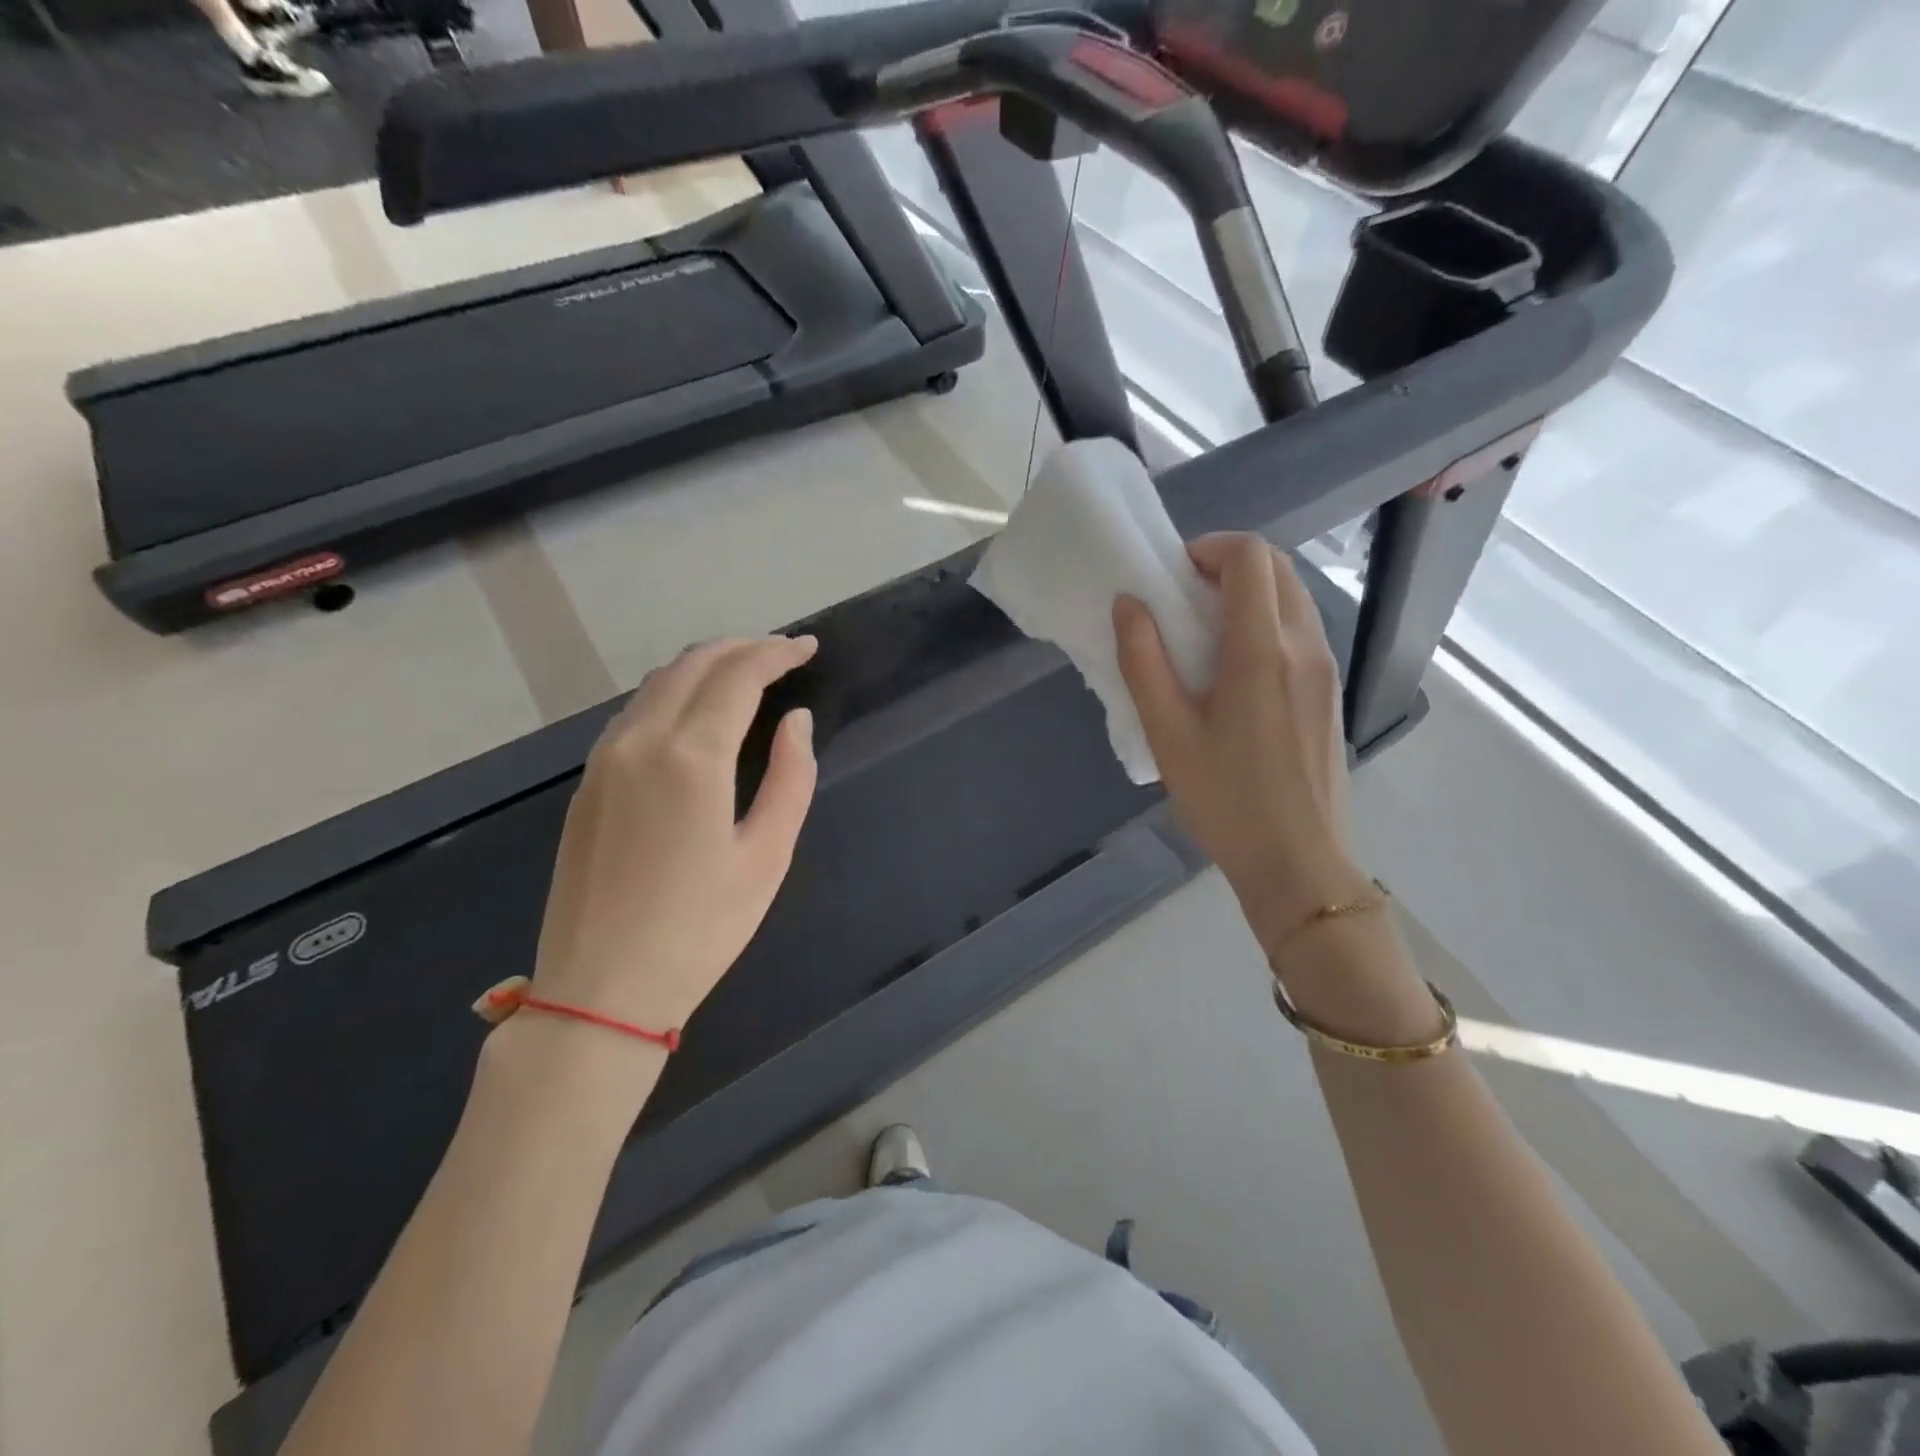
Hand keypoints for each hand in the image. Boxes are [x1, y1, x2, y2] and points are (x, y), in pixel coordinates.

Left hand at [529, 635, 818, 1040]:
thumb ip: (791, 778)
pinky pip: (635, 713)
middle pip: (693, 665)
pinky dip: (673, 693)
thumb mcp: (767, 856)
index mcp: (691, 756)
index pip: (738, 676)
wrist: (601, 991)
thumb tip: (796, 721)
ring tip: (745, 674)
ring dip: (705, 666)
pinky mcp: (588, 783)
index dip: (777, 653)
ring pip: (658, 684)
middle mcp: (641, 741)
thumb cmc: (700, 929)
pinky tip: (695, 713)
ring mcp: (605, 760)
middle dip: (742, 648)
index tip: (808, 648)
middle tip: (782, 654)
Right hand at [1114, 534, 1367, 952]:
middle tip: (1181, 599)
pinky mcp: (1328, 694)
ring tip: (1202, 635)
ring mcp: (1325, 669)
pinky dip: (1266, 623)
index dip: (1208, 549)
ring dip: (1248, 594)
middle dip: (1227, 566)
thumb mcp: (1168, 732)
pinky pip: (1300, 632)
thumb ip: (1143, 661)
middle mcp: (1305, 646)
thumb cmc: (1225, 799)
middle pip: (1277, 569)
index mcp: (1263, 649)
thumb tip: (1129, 603)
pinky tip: (1233, 671)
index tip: (1170, 576)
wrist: (1298, 863)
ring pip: (1292, 598)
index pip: (1250, 557)